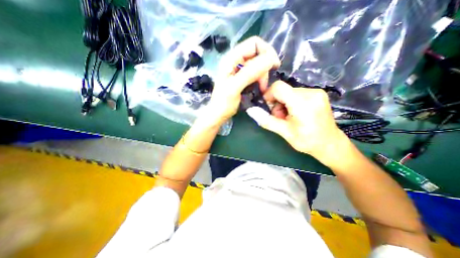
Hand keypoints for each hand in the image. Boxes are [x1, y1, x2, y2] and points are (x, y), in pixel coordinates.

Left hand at [204, 36, 280, 125]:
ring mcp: (239, 70)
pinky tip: (259, 89)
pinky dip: (260, 80)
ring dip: (263, 76)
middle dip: (264, 67)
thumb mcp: (235, 87)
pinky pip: (256, 74)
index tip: (274, 66)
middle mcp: (236, 61)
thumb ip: (250, 72)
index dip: (266, 51)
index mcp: (231, 58)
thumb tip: (270, 59)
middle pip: (257, 54)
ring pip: (258, 65)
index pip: (254, 43)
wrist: (219, 114)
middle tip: (264, 84)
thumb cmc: (224, 102)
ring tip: (261, 89)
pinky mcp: (243, 78)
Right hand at [255, 79, 353, 164]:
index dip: (268, 95)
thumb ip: (267, 120)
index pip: (279, 87)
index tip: (267, 107)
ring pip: (289, 92)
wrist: (330, 144)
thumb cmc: (307, 141)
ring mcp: (316, 92)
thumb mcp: (284, 133)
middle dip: (276, 103)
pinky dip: (291, 102)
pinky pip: (296, 93)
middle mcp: (311, 93)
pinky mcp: (317, 93)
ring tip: (287, 117)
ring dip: (283, 104)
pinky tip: (295, 114)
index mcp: (303, 104)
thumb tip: (251, 111)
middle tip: (279, 118)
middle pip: (283, 91)